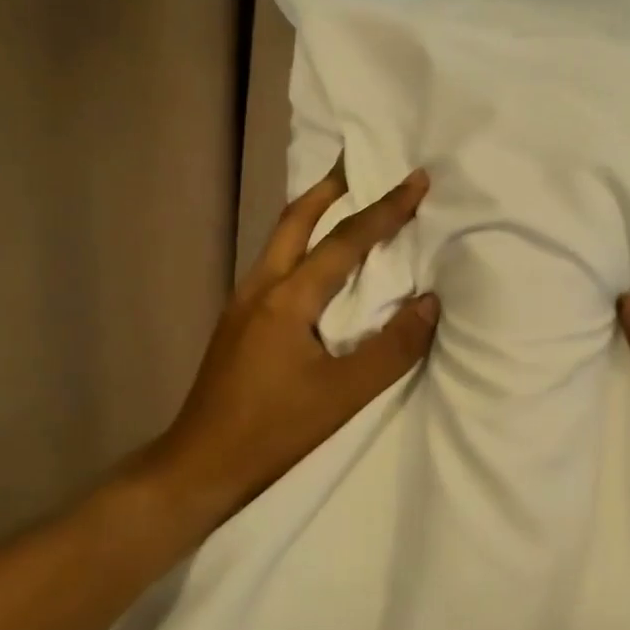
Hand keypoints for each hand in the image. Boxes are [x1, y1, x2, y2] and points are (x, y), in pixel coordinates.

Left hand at [145, 161, 437, 531]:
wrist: (200, 464)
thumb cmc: (274, 431)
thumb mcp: (343, 395)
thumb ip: (392, 348)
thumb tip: (429, 302)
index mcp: (288, 299)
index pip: (345, 241)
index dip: (385, 209)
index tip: (416, 179)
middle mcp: (261, 287)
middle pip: (295, 219)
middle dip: (331, 188)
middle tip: (360, 165)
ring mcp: (242, 304)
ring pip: (279, 240)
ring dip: (312, 214)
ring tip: (342, 203)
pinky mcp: (237, 323)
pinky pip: (274, 265)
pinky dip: (300, 246)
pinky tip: (314, 267)